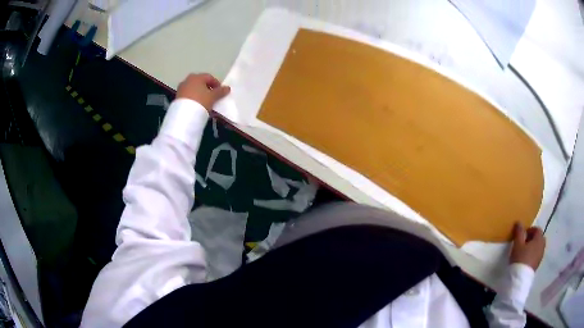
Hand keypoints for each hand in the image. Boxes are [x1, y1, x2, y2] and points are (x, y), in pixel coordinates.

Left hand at [176, 73, 230, 111]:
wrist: (184, 115)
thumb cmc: (200, 101)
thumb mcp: (213, 97)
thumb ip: (220, 91)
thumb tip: (228, 88)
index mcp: (197, 77)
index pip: (209, 77)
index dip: (216, 84)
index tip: (220, 92)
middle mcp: (188, 79)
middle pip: (200, 82)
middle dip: (207, 88)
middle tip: (212, 96)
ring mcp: (181, 88)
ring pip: (193, 88)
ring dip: (199, 93)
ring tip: (204, 102)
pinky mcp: (177, 96)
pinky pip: (187, 94)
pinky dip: (193, 97)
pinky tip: (196, 105)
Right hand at [509, 222, 545, 269]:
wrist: (520, 278)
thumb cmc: (520, 258)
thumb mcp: (517, 244)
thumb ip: (519, 232)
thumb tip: (519, 222)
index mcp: (539, 239)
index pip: (537, 229)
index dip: (531, 230)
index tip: (523, 234)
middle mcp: (542, 246)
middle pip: (540, 238)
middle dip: (533, 239)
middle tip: (525, 243)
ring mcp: (541, 256)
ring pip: (539, 247)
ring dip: (533, 247)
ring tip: (525, 252)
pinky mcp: (537, 265)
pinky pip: (537, 255)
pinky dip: (533, 255)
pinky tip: (526, 260)